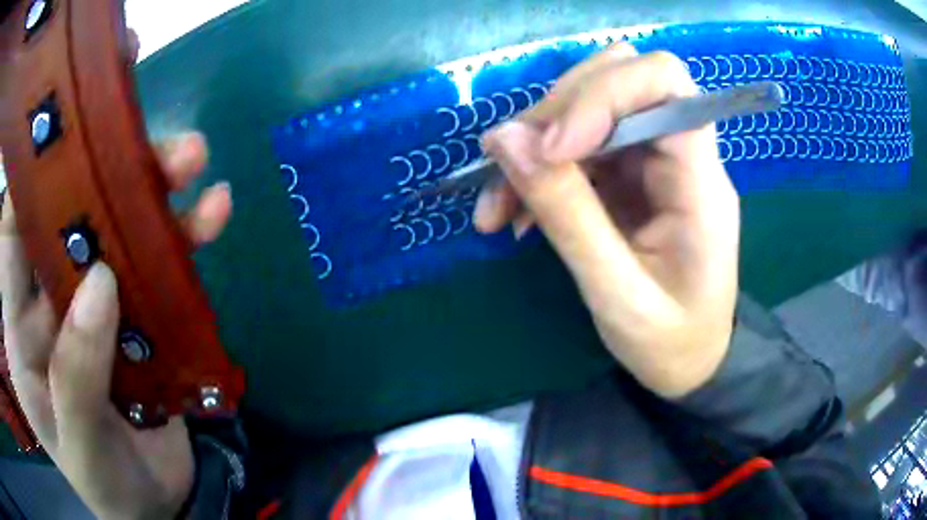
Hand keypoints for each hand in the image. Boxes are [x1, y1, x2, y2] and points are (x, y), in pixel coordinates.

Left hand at [0, 30, 230, 515]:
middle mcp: (49, 299)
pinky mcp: (137, 311)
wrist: (154, 505)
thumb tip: (101, 286)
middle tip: (132, 113)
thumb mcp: (80, 446)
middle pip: (65, 213)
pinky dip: (184, 236)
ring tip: (192, 159)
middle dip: (96, 162)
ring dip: (150, 187)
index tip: (57, 120)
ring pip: (116, 226)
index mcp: (20, 330)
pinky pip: (159, 262)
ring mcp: (94, 302)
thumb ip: (75, 375)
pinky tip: (213, 215)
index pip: (11, 235)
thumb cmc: (104, 484)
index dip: (26, 176)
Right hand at [473, 45, 739, 397]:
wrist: (692, 362)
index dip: (601, 93)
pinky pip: (577, 146)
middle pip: (617, 80)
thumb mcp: (616, 293)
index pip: (663, 82)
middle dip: (555, 115)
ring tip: (498, 206)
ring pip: (589, 108)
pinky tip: (513, 213)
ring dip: (535, 143)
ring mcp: (654, 160)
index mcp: (701, 181)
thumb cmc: (670, 342)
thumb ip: (566, 214)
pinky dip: (537, 170)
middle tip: (508, 168)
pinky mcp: (630, 174)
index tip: (551, 147)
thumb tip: (504, 138)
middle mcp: (681, 154)